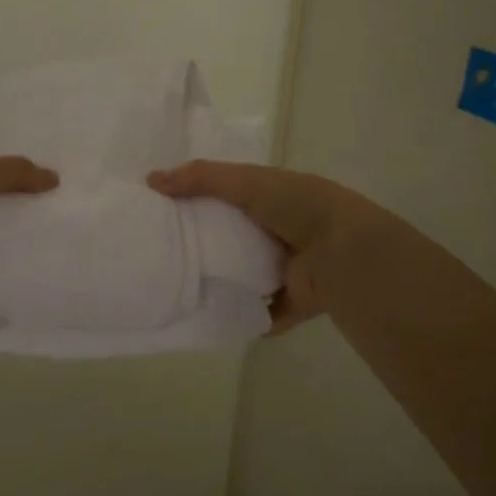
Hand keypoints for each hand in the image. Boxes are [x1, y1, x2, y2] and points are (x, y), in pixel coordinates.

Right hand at [147, 161, 385, 332]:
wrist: (343, 252)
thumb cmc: (297, 206)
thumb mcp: (247, 181)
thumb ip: (202, 178)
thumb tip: (151, 180)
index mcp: (274, 200)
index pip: (232, 198)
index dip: (203, 201)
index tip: (167, 210)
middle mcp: (281, 233)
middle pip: (236, 239)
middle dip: (209, 245)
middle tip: (166, 251)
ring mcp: (288, 270)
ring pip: (247, 277)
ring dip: (225, 282)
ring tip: (181, 287)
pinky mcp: (292, 303)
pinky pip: (262, 312)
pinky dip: (244, 316)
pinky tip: (212, 317)